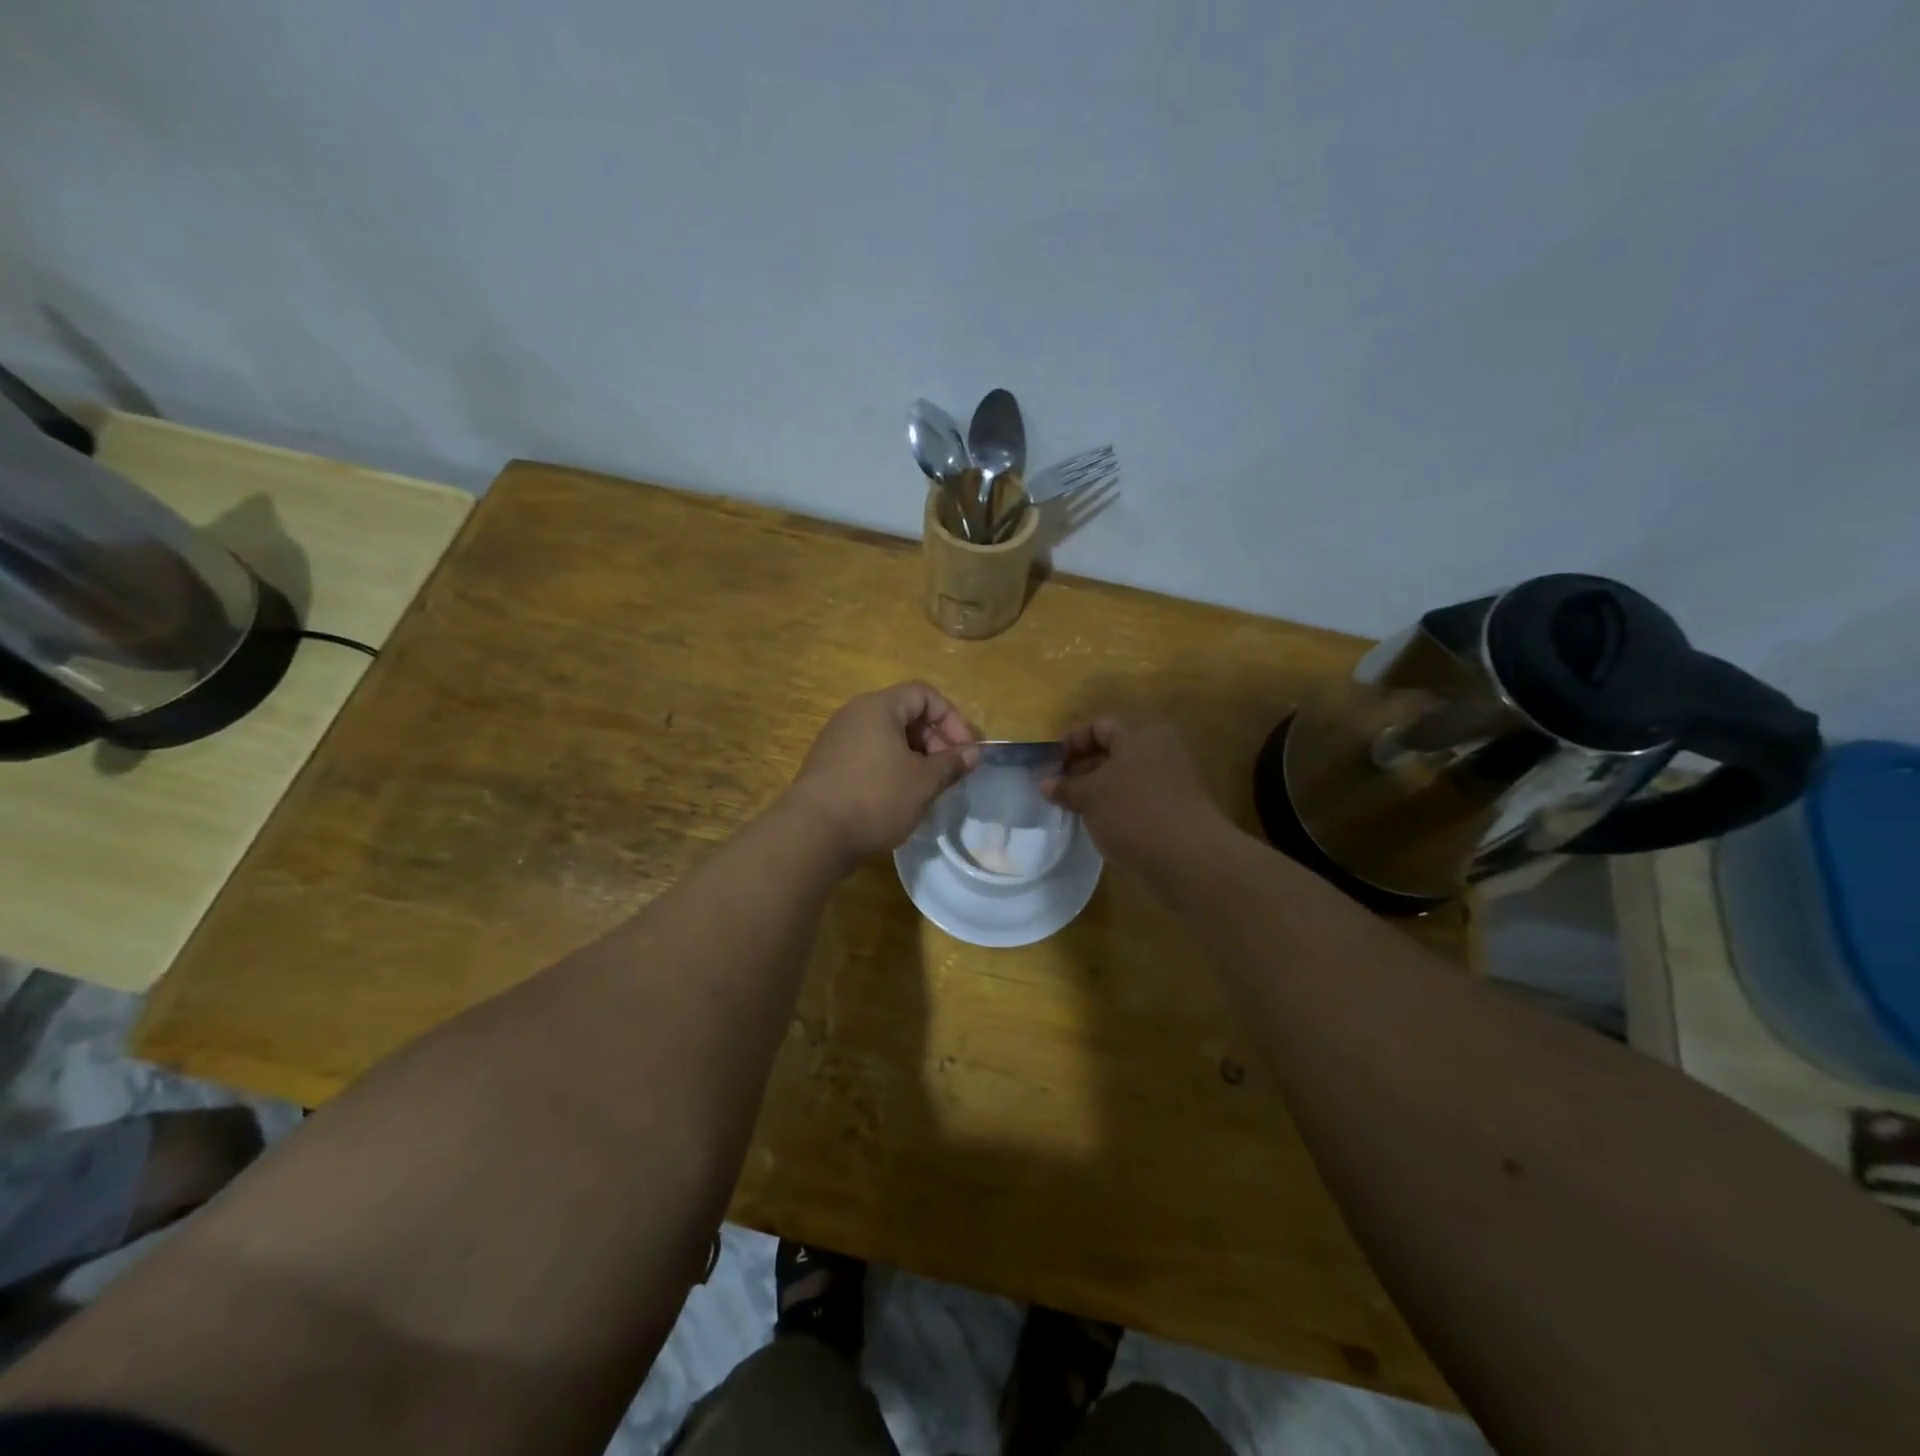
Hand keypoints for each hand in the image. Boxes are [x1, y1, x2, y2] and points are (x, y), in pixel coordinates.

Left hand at [784, 683, 978, 864]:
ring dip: (916, 757)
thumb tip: (973, 753)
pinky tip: (901, 797)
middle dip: (936, 740)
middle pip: (906, 714)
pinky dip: (892, 768)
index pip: (925, 695)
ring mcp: (838, 740)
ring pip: (888, 738)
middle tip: (951, 772)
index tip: (967, 750)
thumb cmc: (875, 798)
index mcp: (879, 707)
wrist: (812, 833)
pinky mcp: (829, 766)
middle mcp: (855, 715)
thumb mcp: (924, 782)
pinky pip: (870, 755)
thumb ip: (952, 763)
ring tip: (929, 787)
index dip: (952, 718)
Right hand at [1043, 717, 1229, 879]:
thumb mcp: (1090, 798)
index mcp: (1140, 735)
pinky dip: (1118, 805)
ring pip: (1126, 776)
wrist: (1191, 859)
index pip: (1099, 725)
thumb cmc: (1133, 814)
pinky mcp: (1178, 808)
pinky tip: (1102, 826)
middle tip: (1059, 790)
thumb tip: (1045, 783)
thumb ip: (1065, 787)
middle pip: (1114, 749)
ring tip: (1075, 810)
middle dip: (1082, 767)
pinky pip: (1139, 797)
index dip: (1071, 741)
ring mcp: (1173, 779)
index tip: (1052, 767)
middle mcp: (1160, 749)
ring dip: (1099, 789)